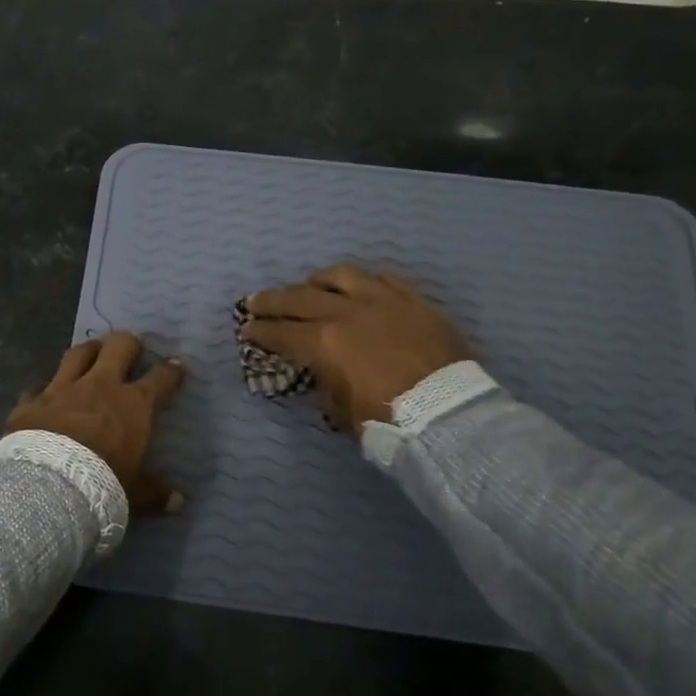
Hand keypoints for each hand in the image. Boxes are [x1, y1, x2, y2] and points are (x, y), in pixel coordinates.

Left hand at [6, 333, 186, 512]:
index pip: (160, 379)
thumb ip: (154, 493)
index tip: (176, 366)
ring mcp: (62, 389)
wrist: (47, 486)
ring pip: (78, 353)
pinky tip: (45, 393)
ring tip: (93, 352)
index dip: (171, 371)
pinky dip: (45, 388)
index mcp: (133, 406)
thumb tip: (178, 502)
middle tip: (133, 347)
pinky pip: (39, 386)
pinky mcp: (31, 400)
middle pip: (119, 347)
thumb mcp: (134, 494)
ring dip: (89, 351)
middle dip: (129, 343)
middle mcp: (99, 387)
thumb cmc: (101, 486)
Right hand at [241, 263, 471, 436]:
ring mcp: (382, 300)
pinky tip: (357, 286)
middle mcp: (347, 312)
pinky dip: (363, 281)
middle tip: (256, 302)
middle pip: (300, 297)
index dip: (259, 332)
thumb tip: (319, 370)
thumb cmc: (388, 420)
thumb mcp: (341, 411)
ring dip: (317, 281)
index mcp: (324, 343)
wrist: (449, 414)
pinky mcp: (413, 300)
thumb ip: (324, 382)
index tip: (246, 331)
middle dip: (272, 300)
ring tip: (308, 285)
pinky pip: (383, 278)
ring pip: (341, 275)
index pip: (281, 333)